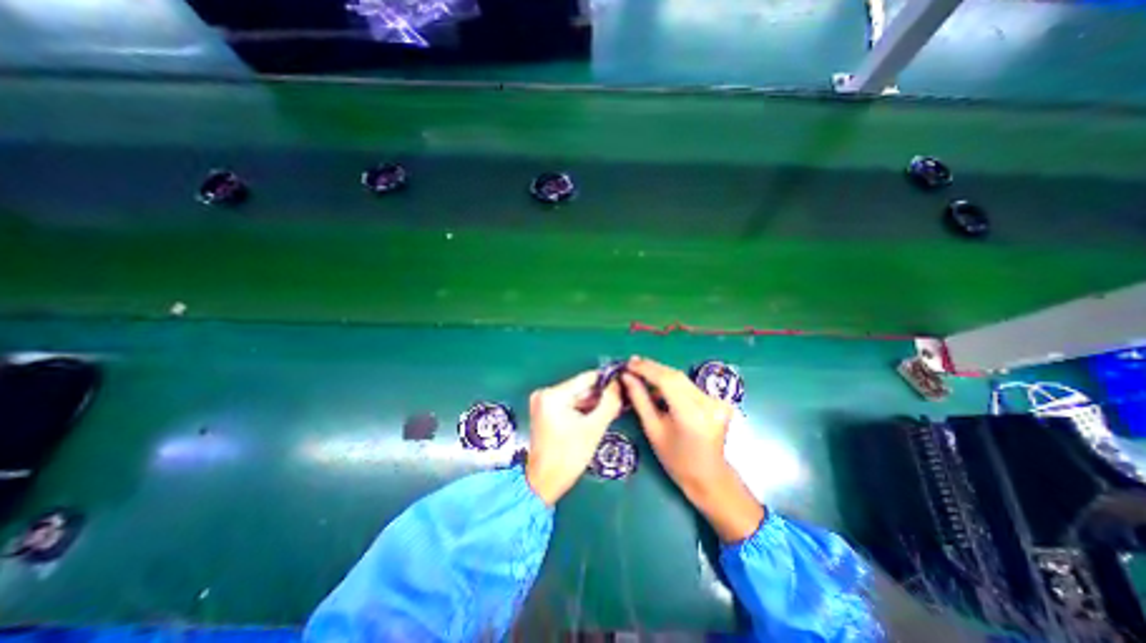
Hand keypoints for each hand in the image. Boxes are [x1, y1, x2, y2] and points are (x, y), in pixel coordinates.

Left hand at [525, 374, 622, 503]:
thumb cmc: (568, 457)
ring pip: (576, 397)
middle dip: (601, 395)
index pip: (586, 378)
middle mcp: (545, 393)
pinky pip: (569, 404)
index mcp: (553, 394)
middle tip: (620, 402)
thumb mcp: (594, 428)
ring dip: (593, 403)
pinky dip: (583, 410)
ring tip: (612, 410)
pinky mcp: (544, 411)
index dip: (607, 381)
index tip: (623, 386)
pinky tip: (597, 416)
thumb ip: (609, 403)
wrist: (544, 483)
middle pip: (581, 388)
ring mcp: (543, 402)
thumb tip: (619, 384)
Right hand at [622, 357, 763, 542]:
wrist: (709, 477)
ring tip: (641, 372)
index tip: (629, 363)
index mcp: (691, 415)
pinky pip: (690, 385)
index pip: (667, 381)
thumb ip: (639, 400)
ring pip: (682, 378)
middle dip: (652, 368)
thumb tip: (626, 376)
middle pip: (675, 376)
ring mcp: (717, 401)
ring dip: (661, 374)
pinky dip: (673, 382)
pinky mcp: (719, 400)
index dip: (646, 369)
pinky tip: (659, 384)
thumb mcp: (652, 430)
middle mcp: (708, 403)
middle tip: (632, 363)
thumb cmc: (676, 460)